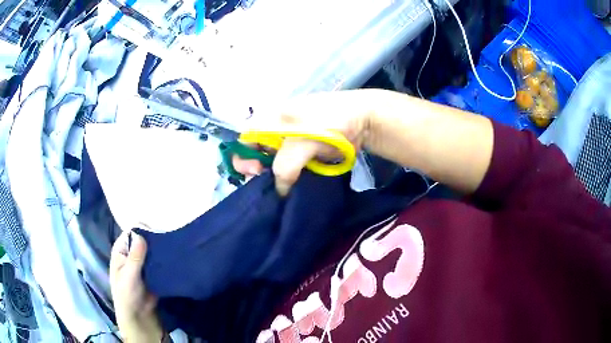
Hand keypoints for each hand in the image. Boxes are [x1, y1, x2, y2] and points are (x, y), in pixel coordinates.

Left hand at [110, 230, 163, 342]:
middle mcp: (131, 253)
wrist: (139, 315)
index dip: (142, 228)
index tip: (157, 224)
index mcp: (121, 250)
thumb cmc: (127, 294)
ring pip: (152, 249)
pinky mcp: (154, 271)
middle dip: (154, 236)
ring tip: (174, 240)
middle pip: (143, 239)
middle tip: (169, 231)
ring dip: (161, 247)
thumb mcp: (128, 276)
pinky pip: (159, 260)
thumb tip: (141, 235)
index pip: (131, 233)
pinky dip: (165, 258)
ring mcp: (143, 262)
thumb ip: (135, 257)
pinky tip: (175, 253)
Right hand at [236, 89, 493, 194]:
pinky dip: (290, 173)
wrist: (367, 118)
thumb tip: (281, 190)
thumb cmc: (335, 122)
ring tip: (287, 186)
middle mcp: (278, 125)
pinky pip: (290, 162)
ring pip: (273, 158)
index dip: (244, 157)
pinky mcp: (308, 145)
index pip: (244, 137)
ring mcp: (294, 135)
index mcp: (272, 116)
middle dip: (259, 169)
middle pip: (257, 149)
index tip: (257, 174)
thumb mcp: (305, 141)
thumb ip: (286, 166)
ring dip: (276, 174)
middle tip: (272, 184)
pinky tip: (297, 181)